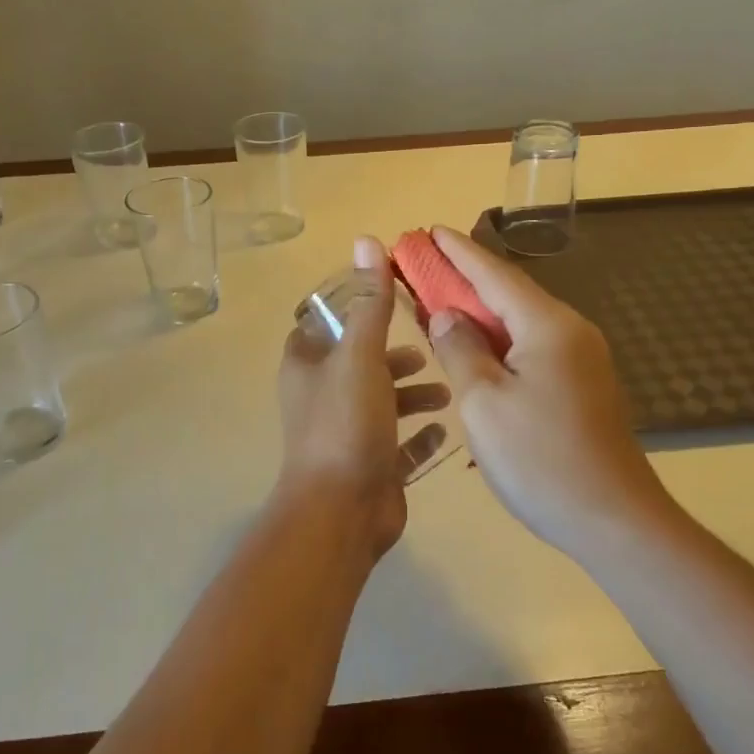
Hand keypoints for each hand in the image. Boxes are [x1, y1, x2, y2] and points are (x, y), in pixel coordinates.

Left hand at [275, 237, 449, 560]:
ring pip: (382, 401)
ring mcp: (345, 432)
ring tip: (446, 388)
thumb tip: (366, 240)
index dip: (355, 306)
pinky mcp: (370, 464)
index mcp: (307, 364)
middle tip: (430, 346)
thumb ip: (369, 301)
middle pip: (360, 361)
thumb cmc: (346, 423)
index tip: (395, 297)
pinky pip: (399, 443)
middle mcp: (321, 395)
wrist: (341, 512)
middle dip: (395, 353)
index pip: (325, 321)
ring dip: (412, 392)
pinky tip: (445, 427)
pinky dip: (419, 434)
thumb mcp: (360, 355)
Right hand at [425, 226, 664, 553]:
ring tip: (441, 304)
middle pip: (510, 293)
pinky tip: (476, 351)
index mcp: (548, 326)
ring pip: (521, 322)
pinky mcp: (582, 386)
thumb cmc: (541, 459)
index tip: (430, 231)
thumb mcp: (484, 402)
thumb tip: (446, 315)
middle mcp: (570, 331)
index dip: (459, 252)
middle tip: (424, 266)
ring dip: (481, 311)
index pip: (494, 274)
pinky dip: (499, 340)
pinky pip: (532, 347)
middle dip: (466, 278)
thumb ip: (460, 349)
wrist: (615, 521)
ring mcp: (582, 360)